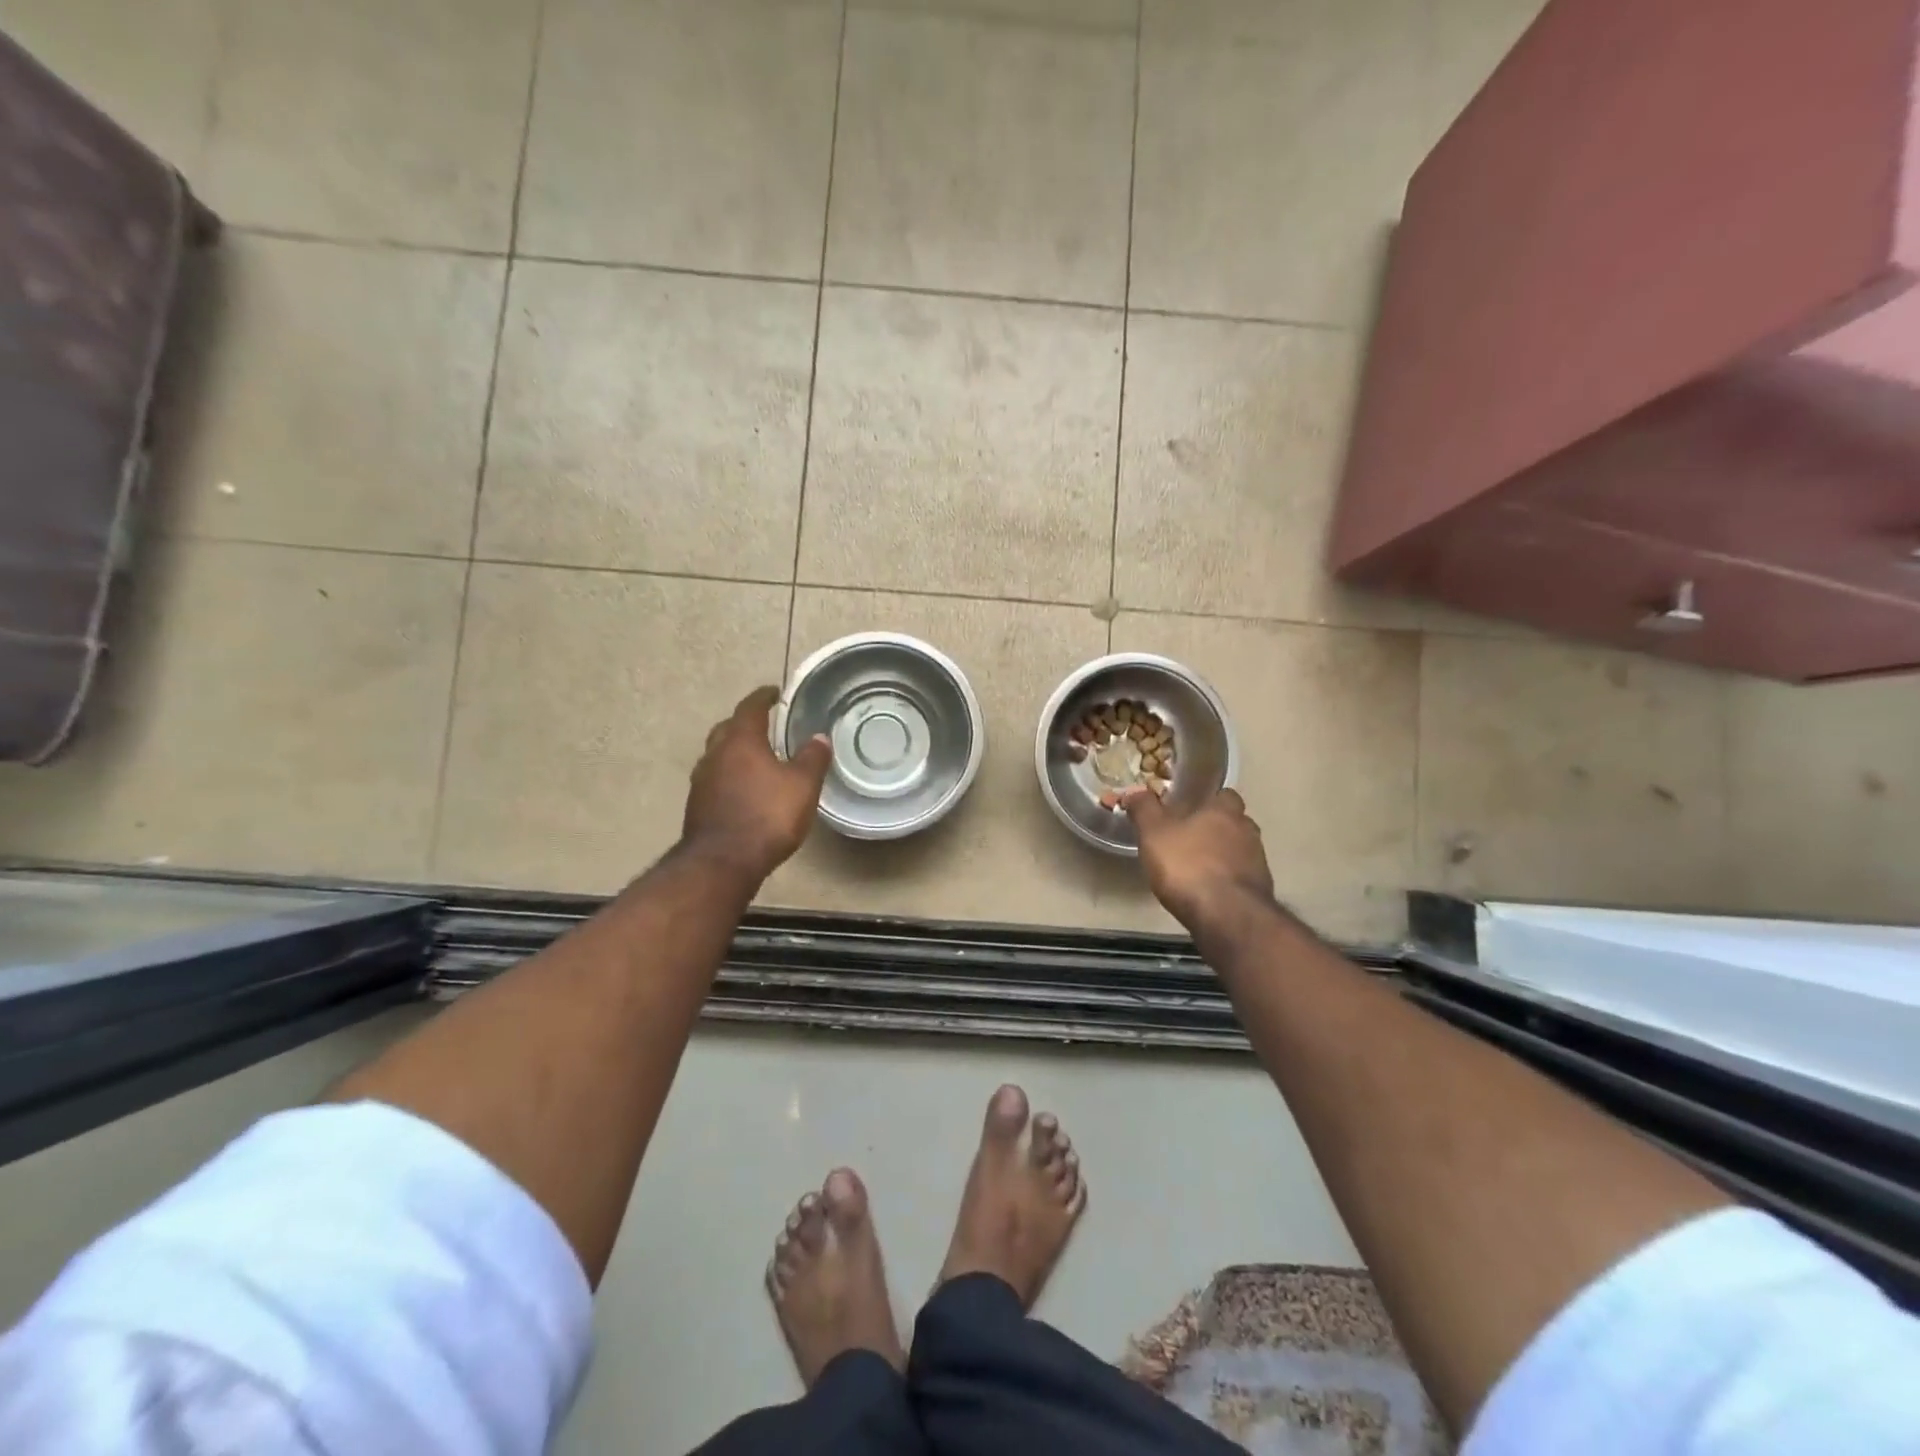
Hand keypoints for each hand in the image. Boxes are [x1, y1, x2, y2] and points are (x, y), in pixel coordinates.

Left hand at [682, 686, 832, 883]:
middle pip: (727, 729)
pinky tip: (744, 790)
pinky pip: (715, 780)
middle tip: (764, 725)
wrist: (723, 862)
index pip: (749, 708)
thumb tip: (819, 737)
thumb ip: (812, 758)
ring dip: (735, 752)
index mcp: (740, 741)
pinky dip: (730, 776)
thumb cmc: (767, 815)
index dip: (762, 698)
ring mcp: (701, 782)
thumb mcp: (802, 785)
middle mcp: (715, 755)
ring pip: (718, 755)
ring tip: (756, 758)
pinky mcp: (698, 806)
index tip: (773, 693)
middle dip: (744, 724)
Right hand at [1123, 786, 1274, 933]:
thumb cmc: (1187, 865)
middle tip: (1188, 839)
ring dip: (1222, 856)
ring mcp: (1258, 861)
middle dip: (1215, 829)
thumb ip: (1144, 809)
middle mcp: (1247, 830)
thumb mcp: (1153, 833)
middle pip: (1233, 822)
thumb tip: (1135, 791)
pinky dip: (1226, 880)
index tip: (1189, 811)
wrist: (1226, 915)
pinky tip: (1207, 891)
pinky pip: (1241, 877)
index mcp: (1224, 810)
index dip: (1208, 801)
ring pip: (1239, 850)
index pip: (1224, 795)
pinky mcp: (1260, 890)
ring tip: (1195, 868)